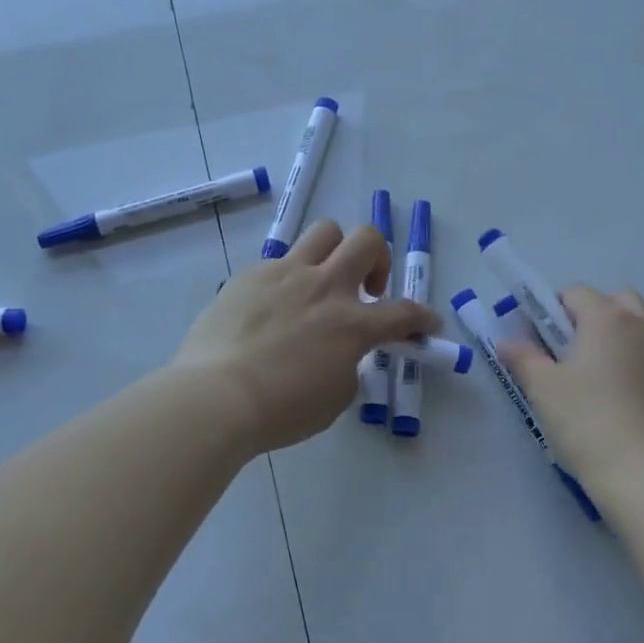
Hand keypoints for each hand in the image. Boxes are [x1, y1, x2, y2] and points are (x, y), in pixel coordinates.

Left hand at [172, 220, 439, 452]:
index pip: (403, 313)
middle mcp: (325, 287)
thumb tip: (341, 351)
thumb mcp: (334, 398)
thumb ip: (348, 365)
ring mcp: (285, 274)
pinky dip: (288, 279)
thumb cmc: (280, 410)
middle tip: (368, 288)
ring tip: (324, 280)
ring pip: (324, 232)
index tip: (428, 323)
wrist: (215, 396)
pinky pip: (279, 261)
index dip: (422, 317)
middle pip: (367, 240)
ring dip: (335, 251)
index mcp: (351, 324)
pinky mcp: (250, 275)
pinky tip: (273, 307)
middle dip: (378, 258)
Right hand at [500, 286, 643, 500]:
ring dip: (623, 343)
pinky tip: (631, 409)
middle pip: (618, 302)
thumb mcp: (543, 390)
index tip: (540, 341)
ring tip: (604, 385)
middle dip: (595, 317)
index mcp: (608, 319)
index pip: (575, 293)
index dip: (552, 311)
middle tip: (574, 355)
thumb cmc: (587, 424)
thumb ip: (523, 358)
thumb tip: (508, 342)